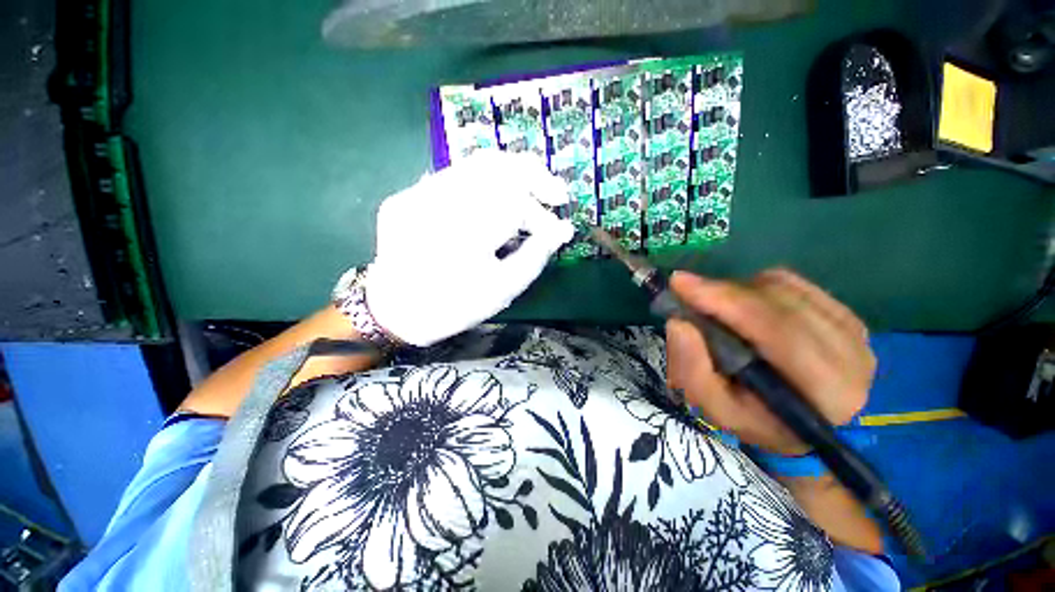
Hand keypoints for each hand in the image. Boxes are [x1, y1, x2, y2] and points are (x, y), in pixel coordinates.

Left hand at [365, 152, 573, 346]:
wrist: (394, 312)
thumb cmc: (454, 306)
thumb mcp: (502, 289)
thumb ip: (536, 256)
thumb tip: (563, 229)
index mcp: (465, 232)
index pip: (516, 203)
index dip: (542, 215)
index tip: (557, 230)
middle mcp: (439, 202)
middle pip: (496, 166)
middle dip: (534, 176)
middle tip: (554, 194)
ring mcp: (417, 194)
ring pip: (475, 164)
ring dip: (511, 175)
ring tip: (531, 194)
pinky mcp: (408, 195)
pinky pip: (454, 176)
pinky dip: (485, 182)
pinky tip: (497, 199)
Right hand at [665, 269, 875, 454]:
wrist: (802, 425)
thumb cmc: (756, 419)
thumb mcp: (717, 409)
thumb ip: (693, 371)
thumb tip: (678, 323)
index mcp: (826, 390)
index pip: (776, 329)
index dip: (726, 300)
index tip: (680, 283)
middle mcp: (852, 354)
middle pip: (778, 301)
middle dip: (724, 292)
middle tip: (688, 293)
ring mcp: (854, 331)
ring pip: (783, 287)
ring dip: (739, 291)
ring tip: (718, 309)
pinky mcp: (846, 314)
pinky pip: (792, 282)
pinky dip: (757, 286)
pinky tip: (746, 305)